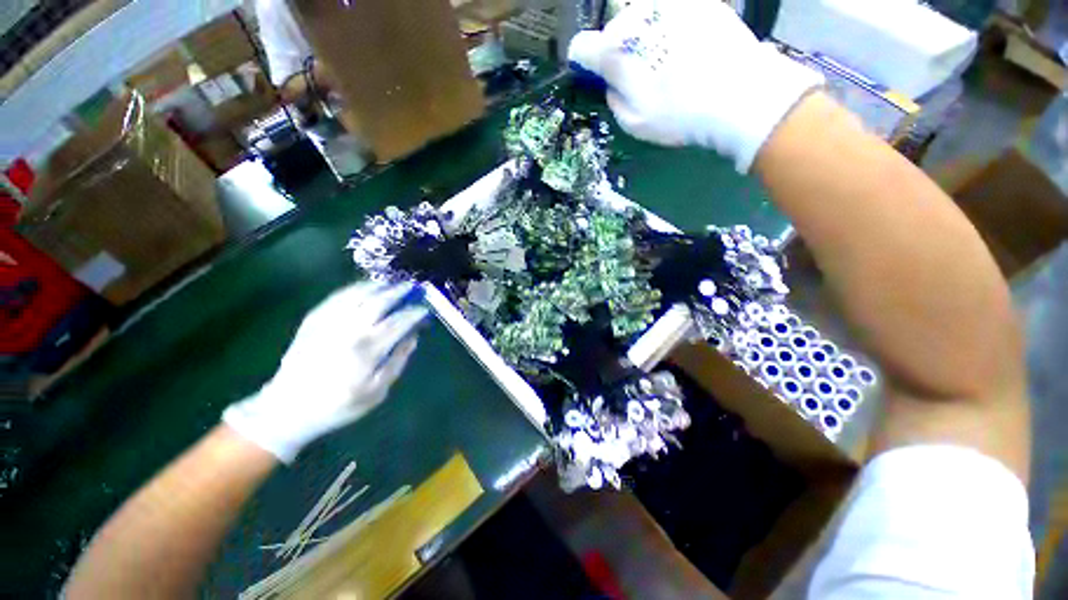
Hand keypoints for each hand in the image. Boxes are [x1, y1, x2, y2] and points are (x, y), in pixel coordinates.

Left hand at [223, 282, 427, 461]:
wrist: (287, 409)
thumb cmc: (337, 405)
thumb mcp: (376, 392)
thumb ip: (397, 362)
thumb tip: (412, 338)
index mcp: (366, 350)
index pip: (398, 322)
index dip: (414, 312)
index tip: (425, 309)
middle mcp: (348, 330)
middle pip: (379, 302)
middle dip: (399, 292)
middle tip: (412, 287)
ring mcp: (328, 322)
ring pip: (358, 294)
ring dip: (379, 286)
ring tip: (392, 284)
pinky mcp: (313, 320)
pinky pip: (338, 296)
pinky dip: (355, 288)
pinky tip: (365, 288)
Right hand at [568, 0, 823, 172]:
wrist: (742, 94)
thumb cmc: (681, 116)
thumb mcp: (635, 124)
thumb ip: (614, 100)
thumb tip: (613, 84)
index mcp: (617, 52)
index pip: (583, 47)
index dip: (584, 61)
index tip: (593, 73)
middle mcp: (638, 17)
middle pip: (614, 27)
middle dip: (618, 48)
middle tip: (636, 71)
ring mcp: (671, 3)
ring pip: (642, 14)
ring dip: (645, 34)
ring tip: (665, 60)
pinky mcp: (700, 1)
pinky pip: (672, 11)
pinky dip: (671, 27)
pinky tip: (687, 49)